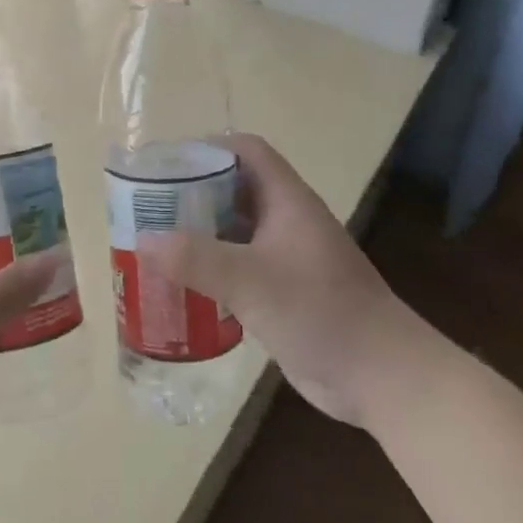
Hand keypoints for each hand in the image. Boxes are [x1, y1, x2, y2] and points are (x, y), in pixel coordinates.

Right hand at [147, 133, 410, 425]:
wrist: (380, 375)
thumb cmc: (321, 312)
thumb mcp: (252, 281)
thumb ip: (196, 259)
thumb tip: (142, 240)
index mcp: (287, 202)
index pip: (247, 152)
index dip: (208, 148)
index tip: (165, 163)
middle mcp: (286, 222)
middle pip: (234, 190)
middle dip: (192, 193)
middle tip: (147, 207)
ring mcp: (286, 259)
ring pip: (234, 231)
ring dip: (198, 233)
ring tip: (153, 242)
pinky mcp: (282, 293)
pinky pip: (238, 268)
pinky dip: (210, 269)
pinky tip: (180, 285)